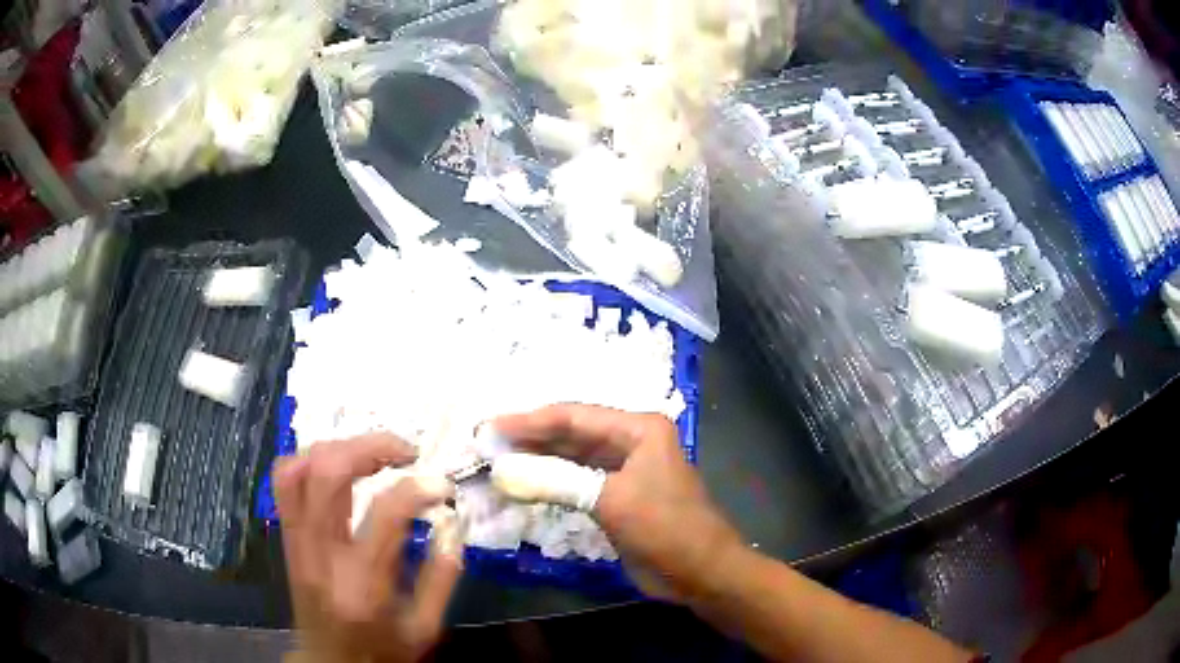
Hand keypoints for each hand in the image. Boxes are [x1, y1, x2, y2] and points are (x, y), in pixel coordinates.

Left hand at [274, 434, 461, 662]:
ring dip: (338, 448)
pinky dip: (308, 460)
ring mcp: (296, 542)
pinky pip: (283, 482)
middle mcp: (321, 555)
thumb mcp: (425, 628)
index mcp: (363, 584)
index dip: (417, 487)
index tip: (442, 486)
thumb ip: (442, 577)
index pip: (384, 514)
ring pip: (298, 468)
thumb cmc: (381, 651)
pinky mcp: (286, 537)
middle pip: (328, 473)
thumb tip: (451, 524)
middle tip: (405, 451)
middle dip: (370, 447)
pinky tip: (337, 467)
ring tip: (372, 454)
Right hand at [493, 404, 742, 602]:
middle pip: (571, 433)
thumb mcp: (610, 501)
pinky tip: (524, 484)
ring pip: (572, 458)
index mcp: (638, 429)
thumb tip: (503, 469)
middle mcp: (631, 441)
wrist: (701, 572)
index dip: (529, 421)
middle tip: (487, 443)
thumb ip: (556, 481)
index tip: (490, 427)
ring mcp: (625, 470)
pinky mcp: (618, 496)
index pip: (574, 416)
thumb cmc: (665, 528)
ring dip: (537, 460)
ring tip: (497, 460)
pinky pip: (578, 482)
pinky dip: (551, 483)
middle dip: (530, 439)